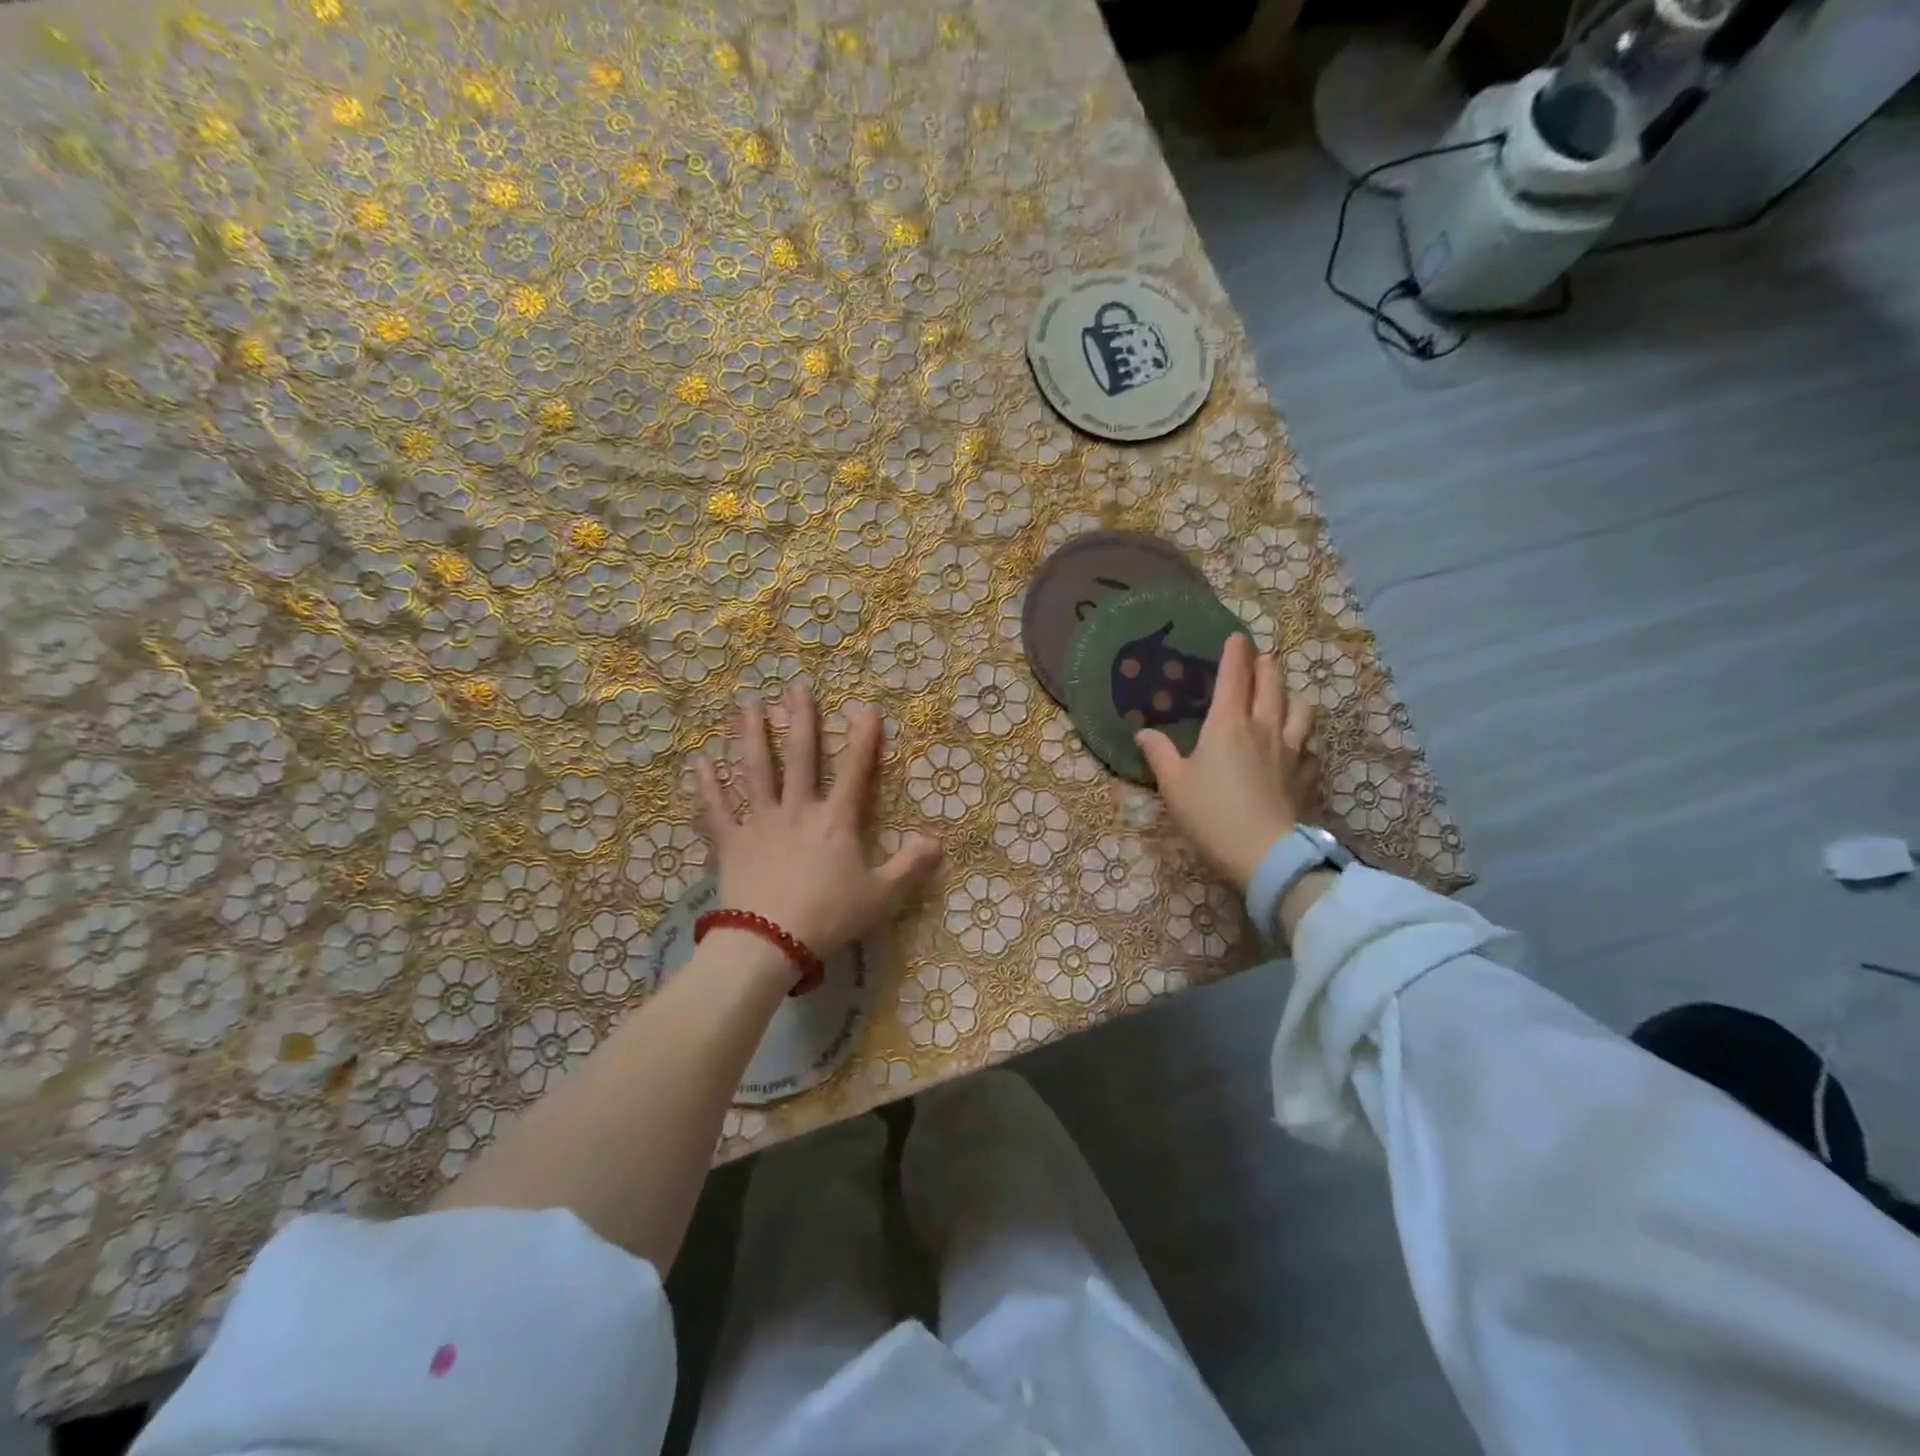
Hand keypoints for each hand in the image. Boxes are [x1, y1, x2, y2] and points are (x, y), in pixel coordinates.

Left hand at [694, 685, 942, 958]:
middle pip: (801, 758)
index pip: (855, 772)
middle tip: (796, 687)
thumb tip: (938, 842)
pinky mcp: (730, 842)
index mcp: (835, 821)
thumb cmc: (829, 916)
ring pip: (755, 771)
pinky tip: (700, 762)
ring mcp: (760, 822)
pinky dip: (707, 786)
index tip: (867, 708)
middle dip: (802, 720)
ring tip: (748, 704)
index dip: (864, 740)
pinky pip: (716, 809)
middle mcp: (797, 810)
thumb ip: (909, 866)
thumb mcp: (881, 896)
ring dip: (752, 736)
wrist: (769, 942)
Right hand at [1136, 634, 1315, 892]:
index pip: (1234, 677)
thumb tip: (1144, 732)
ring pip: (1301, 709)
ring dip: (1291, 695)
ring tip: (1284, 696)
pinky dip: (1303, 736)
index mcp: (1228, 724)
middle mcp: (1264, 728)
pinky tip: (1297, 746)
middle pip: (1272, 684)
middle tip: (1261, 657)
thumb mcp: (1174, 785)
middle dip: (1266, 666)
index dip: (1235, 653)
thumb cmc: (1211, 814)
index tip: (1237, 637)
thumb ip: (1160, 754)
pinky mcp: (1308, 775)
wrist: (1265, 854)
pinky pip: (1310, 744)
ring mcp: (1293, 750)